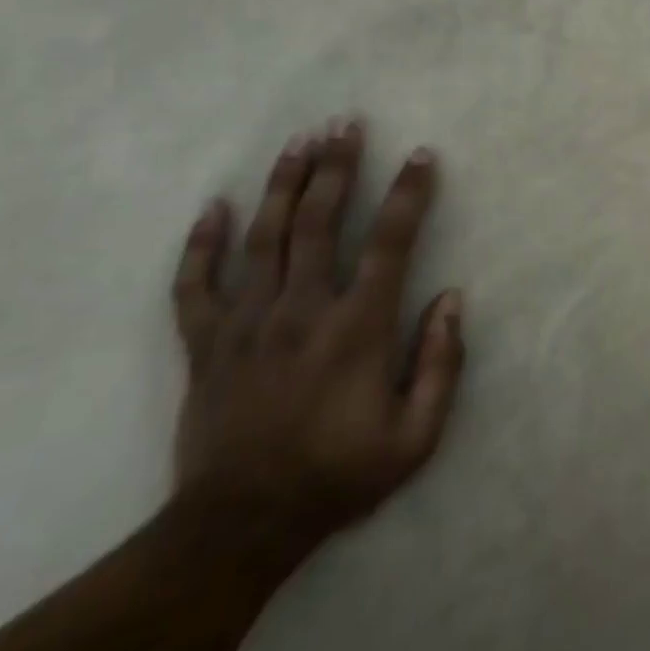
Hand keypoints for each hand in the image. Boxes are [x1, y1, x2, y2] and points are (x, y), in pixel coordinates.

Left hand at [170, 119, 464, 554]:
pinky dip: (202, 243)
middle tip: (346, 122)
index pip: (390, 242)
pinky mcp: (205, 344)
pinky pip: (196, 284)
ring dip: (284, 184)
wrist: (237, 528)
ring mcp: (246, 324)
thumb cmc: (338, 477)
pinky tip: (215, 206)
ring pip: (264, 237)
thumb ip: (442, 364)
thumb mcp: (416, 437)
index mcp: (356, 329)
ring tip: (298, 141)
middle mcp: (301, 311)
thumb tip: (453, 298)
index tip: (421, 155)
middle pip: (319, 221)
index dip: (408, 194)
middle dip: (337, 166)